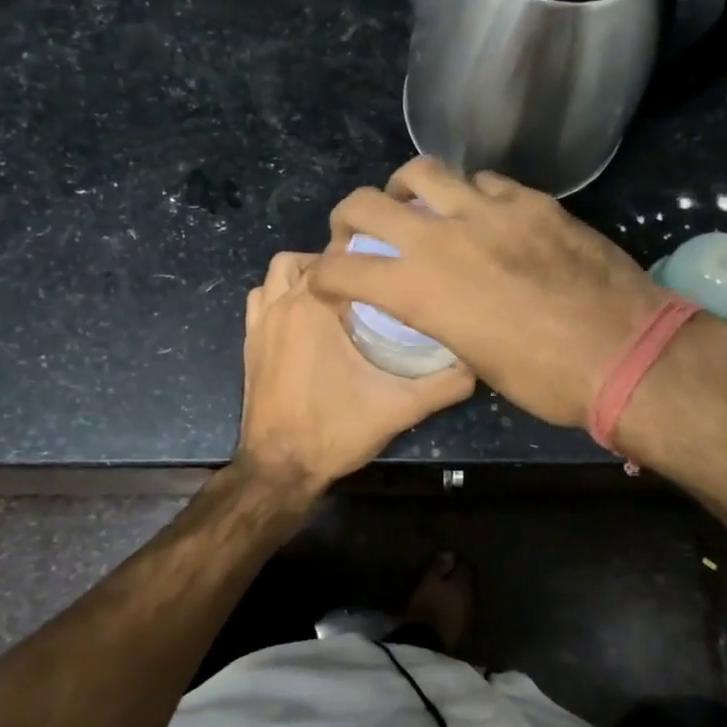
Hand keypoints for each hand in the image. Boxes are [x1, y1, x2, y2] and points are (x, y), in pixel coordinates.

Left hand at [239, 250, 474, 487]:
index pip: (338, 257)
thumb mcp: (399, 407)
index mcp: (313, 307)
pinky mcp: (248, 344)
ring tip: (336, 297)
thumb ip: (444, 384)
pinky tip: (304, 321)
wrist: (279, 469)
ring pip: (277, 275)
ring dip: (302, 276)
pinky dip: (278, 297)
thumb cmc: (335, 430)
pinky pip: (260, 300)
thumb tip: (478, 365)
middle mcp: (281, 305)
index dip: (365, 258)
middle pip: (306, 260)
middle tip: (367, 285)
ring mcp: (259, 324)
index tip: (390, 271)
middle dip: (336, 265)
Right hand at [310, 158, 667, 428]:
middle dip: (348, 218)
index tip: (326, 280)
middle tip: (357, 231)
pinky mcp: (531, 200)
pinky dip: (471, 194)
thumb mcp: (474, 359)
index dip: (325, 275)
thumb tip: (436, 302)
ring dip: (406, 188)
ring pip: (424, 171)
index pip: (344, 271)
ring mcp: (488, 211)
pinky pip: (485, 182)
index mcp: (419, 290)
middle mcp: (441, 239)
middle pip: (367, 204)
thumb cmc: (546, 379)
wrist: (625, 351)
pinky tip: (484, 212)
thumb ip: (441, 318)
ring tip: (415, 203)